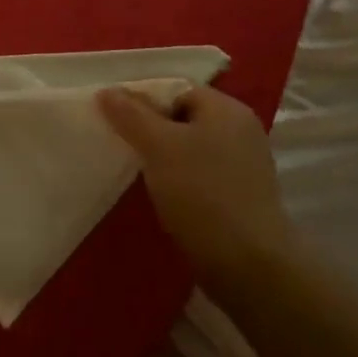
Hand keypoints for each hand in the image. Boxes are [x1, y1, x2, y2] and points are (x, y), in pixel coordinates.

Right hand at [97, 84, 292, 277]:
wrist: (250, 267)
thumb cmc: (202, 194)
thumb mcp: (158, 146)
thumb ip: (130, 114)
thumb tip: (107, 90)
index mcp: (227, 109)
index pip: (176, 89)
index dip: (143, 100)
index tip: (116, 119)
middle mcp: (241, 130)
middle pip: (183, 117)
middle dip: (151, 129)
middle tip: (123, 144)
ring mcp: (245, 165)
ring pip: (191, 147)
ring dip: (164, 157)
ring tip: (137, 171)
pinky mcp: (242, 196)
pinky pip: (201, 174)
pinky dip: (180, 180)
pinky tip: (162, 195)